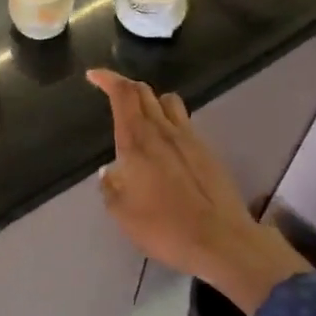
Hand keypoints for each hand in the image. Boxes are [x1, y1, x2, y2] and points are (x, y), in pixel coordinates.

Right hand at [87, 69, 307, 315]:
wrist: (222, 241)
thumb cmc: (165, 227)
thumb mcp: (122, 214)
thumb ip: (111, 188)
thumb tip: (110, 172)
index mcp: (137, 141)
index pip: (123, 94)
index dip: (107, 78)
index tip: (93, 74)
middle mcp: (163, 131)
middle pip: (145, 91)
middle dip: (125, 86)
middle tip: (111, 91)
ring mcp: (189, 138)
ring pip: (168, 102)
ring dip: (151, 100)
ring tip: (141, 115)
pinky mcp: (207, 151)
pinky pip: (184, 122)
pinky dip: (169, 120)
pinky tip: (165, 142)